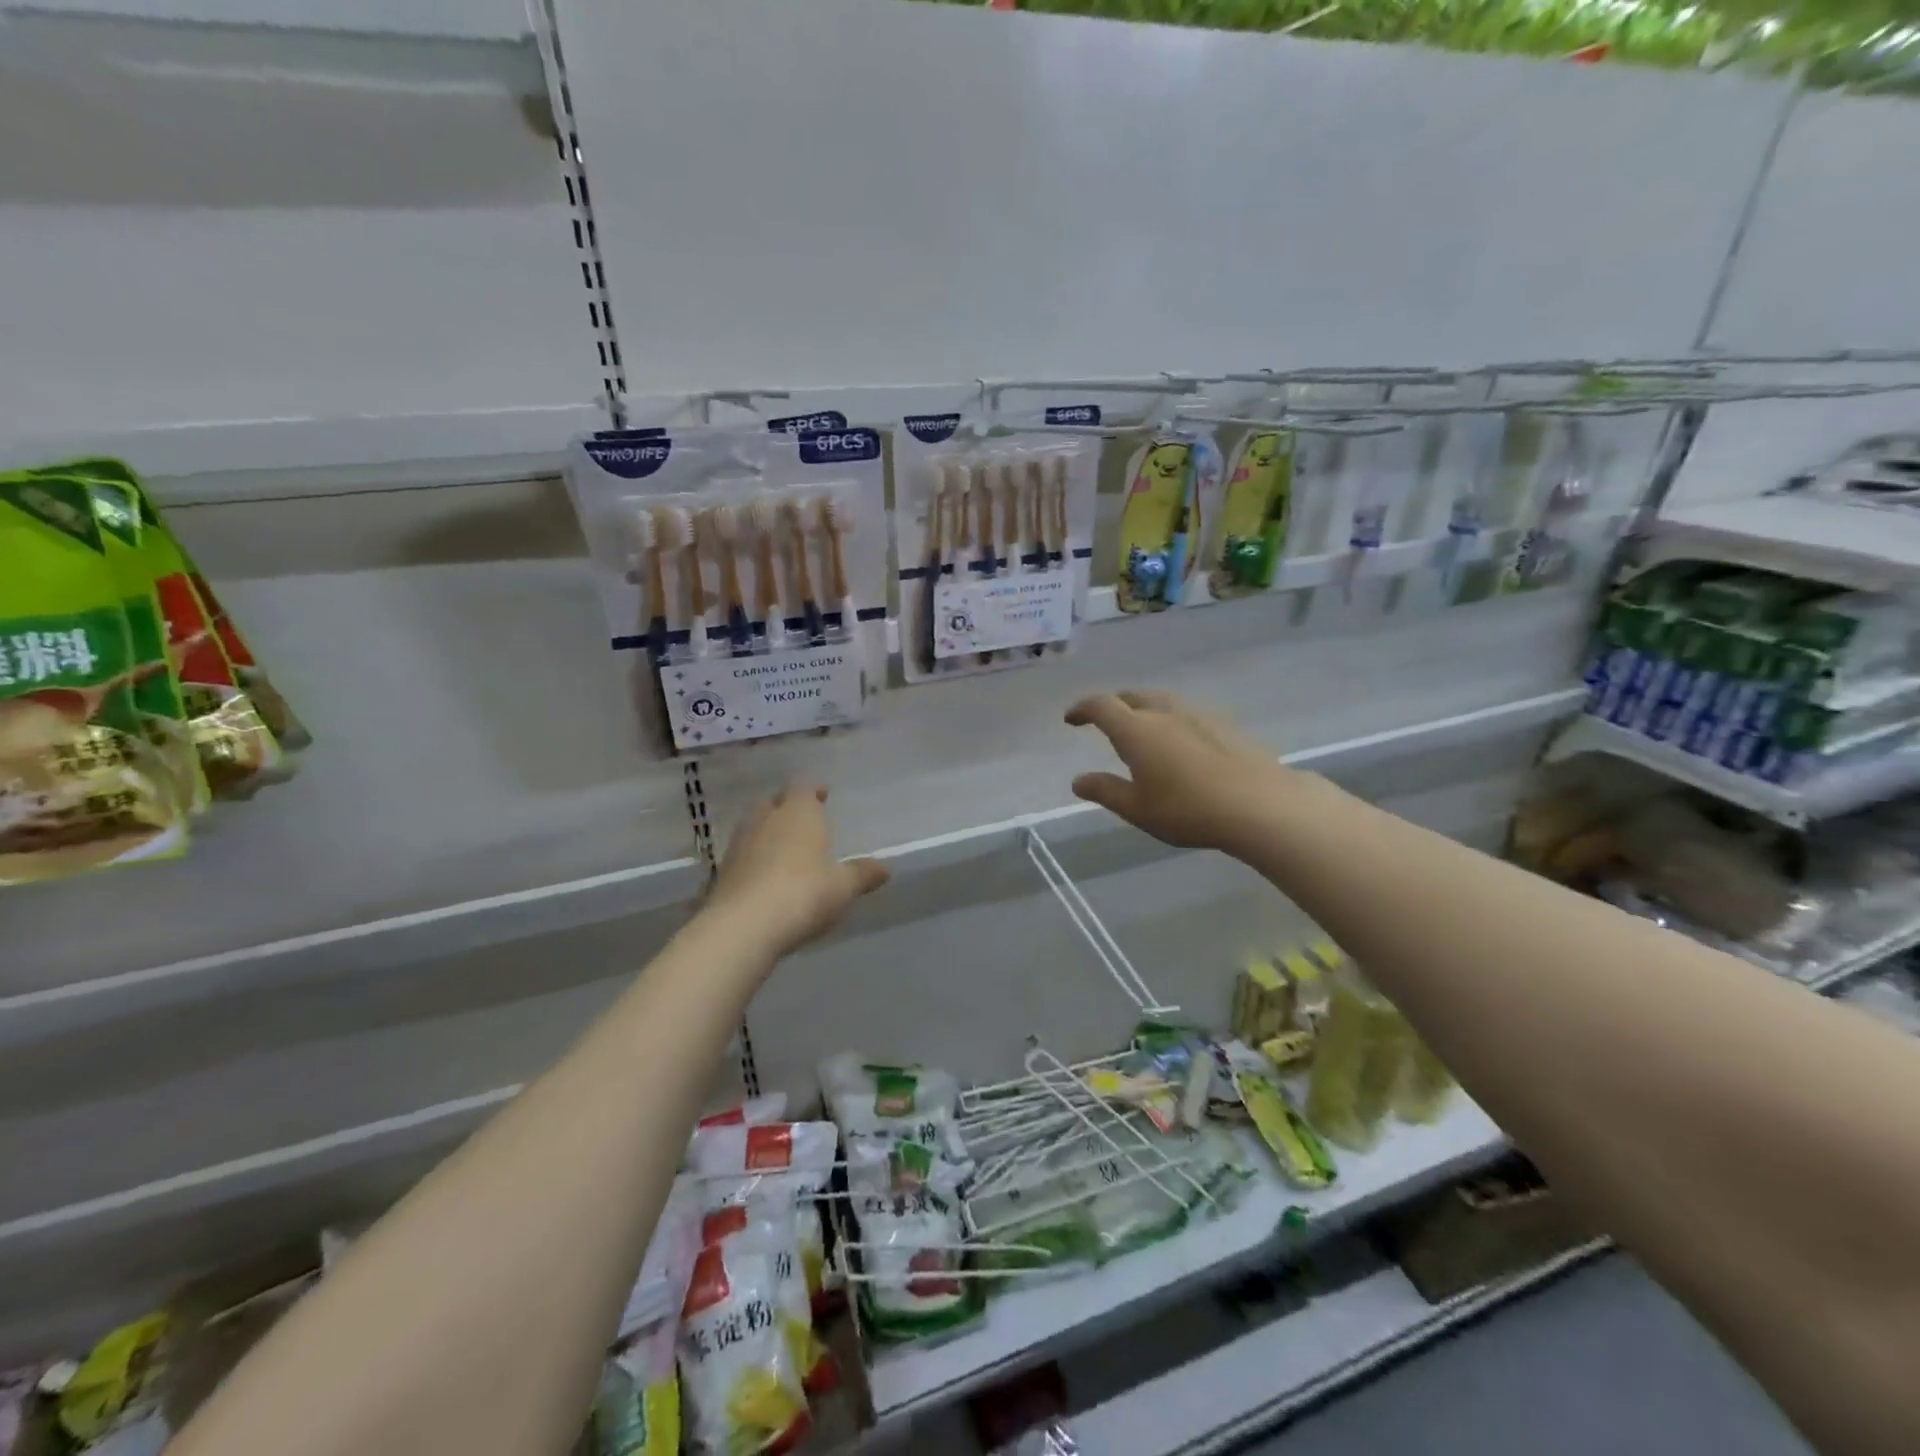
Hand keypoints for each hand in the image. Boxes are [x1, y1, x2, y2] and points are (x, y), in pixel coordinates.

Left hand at [707, 784, 889, 957]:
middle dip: (787, 807)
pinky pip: (743, 855)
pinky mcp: (723, 872)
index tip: (823, 794)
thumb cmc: (804, 894)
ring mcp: (740, 844)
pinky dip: (755, 859)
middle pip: (774, 803)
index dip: (814, 790)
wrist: (743, 927)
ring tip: (785, 847)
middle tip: (803, 818)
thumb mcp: (843, 887)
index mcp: (799, 812)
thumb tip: (885, 868)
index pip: (804, 787)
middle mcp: (766, 819)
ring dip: (768, 832)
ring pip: (754, 826)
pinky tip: (766, 876)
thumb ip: (863, 874)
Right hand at [1065, 690, 1304, 855]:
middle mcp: (1164, 713)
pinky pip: (1187, 712)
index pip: (1101, 706)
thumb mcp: (1137, 808)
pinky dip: (1171, 718)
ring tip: (1142, 726)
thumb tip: (1078, 781)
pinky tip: (1180, 740)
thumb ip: (1105, 791)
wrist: (1259, 804)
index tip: (1071, 718)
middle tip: (1105, 719)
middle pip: (1132, 696)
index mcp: (1136, 730)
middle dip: (1114, 704)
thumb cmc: (1187, 809)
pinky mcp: (1224, 726)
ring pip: (1162, 700)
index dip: (1082, 708)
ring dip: (1144, 707)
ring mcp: (1197, 716)